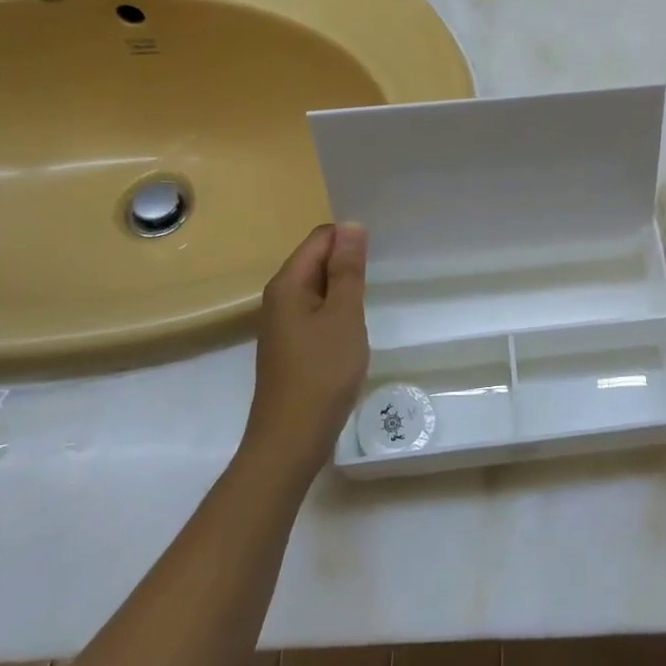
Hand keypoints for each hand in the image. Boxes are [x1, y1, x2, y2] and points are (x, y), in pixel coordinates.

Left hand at [244, 223, 369, 477]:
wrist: (291, 440)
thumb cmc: (322, 373)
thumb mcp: (343, 315)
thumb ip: (347, 269)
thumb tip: (351, 225)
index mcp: (287, 284)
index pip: (320, 238)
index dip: (350, 237)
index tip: (382, 248)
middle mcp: (279, 298)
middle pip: (316, 261)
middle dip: (348, 260)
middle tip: (385, 268)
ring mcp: (284, 325)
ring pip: (318, 288)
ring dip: (345, 287)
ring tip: (376, 291)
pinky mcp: (292, 347)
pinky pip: (317, 312)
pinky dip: (338, 310)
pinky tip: (356, 325)